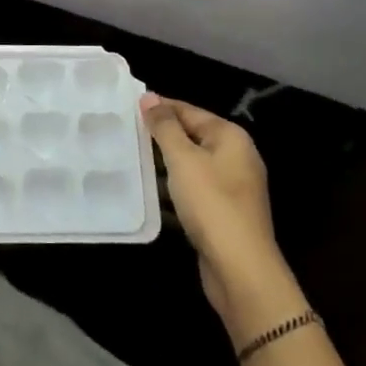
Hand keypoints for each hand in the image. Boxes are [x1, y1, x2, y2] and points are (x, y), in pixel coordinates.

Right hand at [142, 93, 284, 326]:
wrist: (240, 267)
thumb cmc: (211, 203)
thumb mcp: (183, 158)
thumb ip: (164, 126)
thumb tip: (149, 97)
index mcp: (231, 137)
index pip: (189, 110)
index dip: (159, 107)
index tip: (127, 105)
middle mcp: (236, 156)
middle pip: (192, 135)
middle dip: (160, 135)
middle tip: (124, 131)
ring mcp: (232, 186)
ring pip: (191, 163)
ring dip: (164, 162)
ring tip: (130, 157)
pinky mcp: (224, 211)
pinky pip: (194, 187)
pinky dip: (174, 186)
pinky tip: (150, 190)